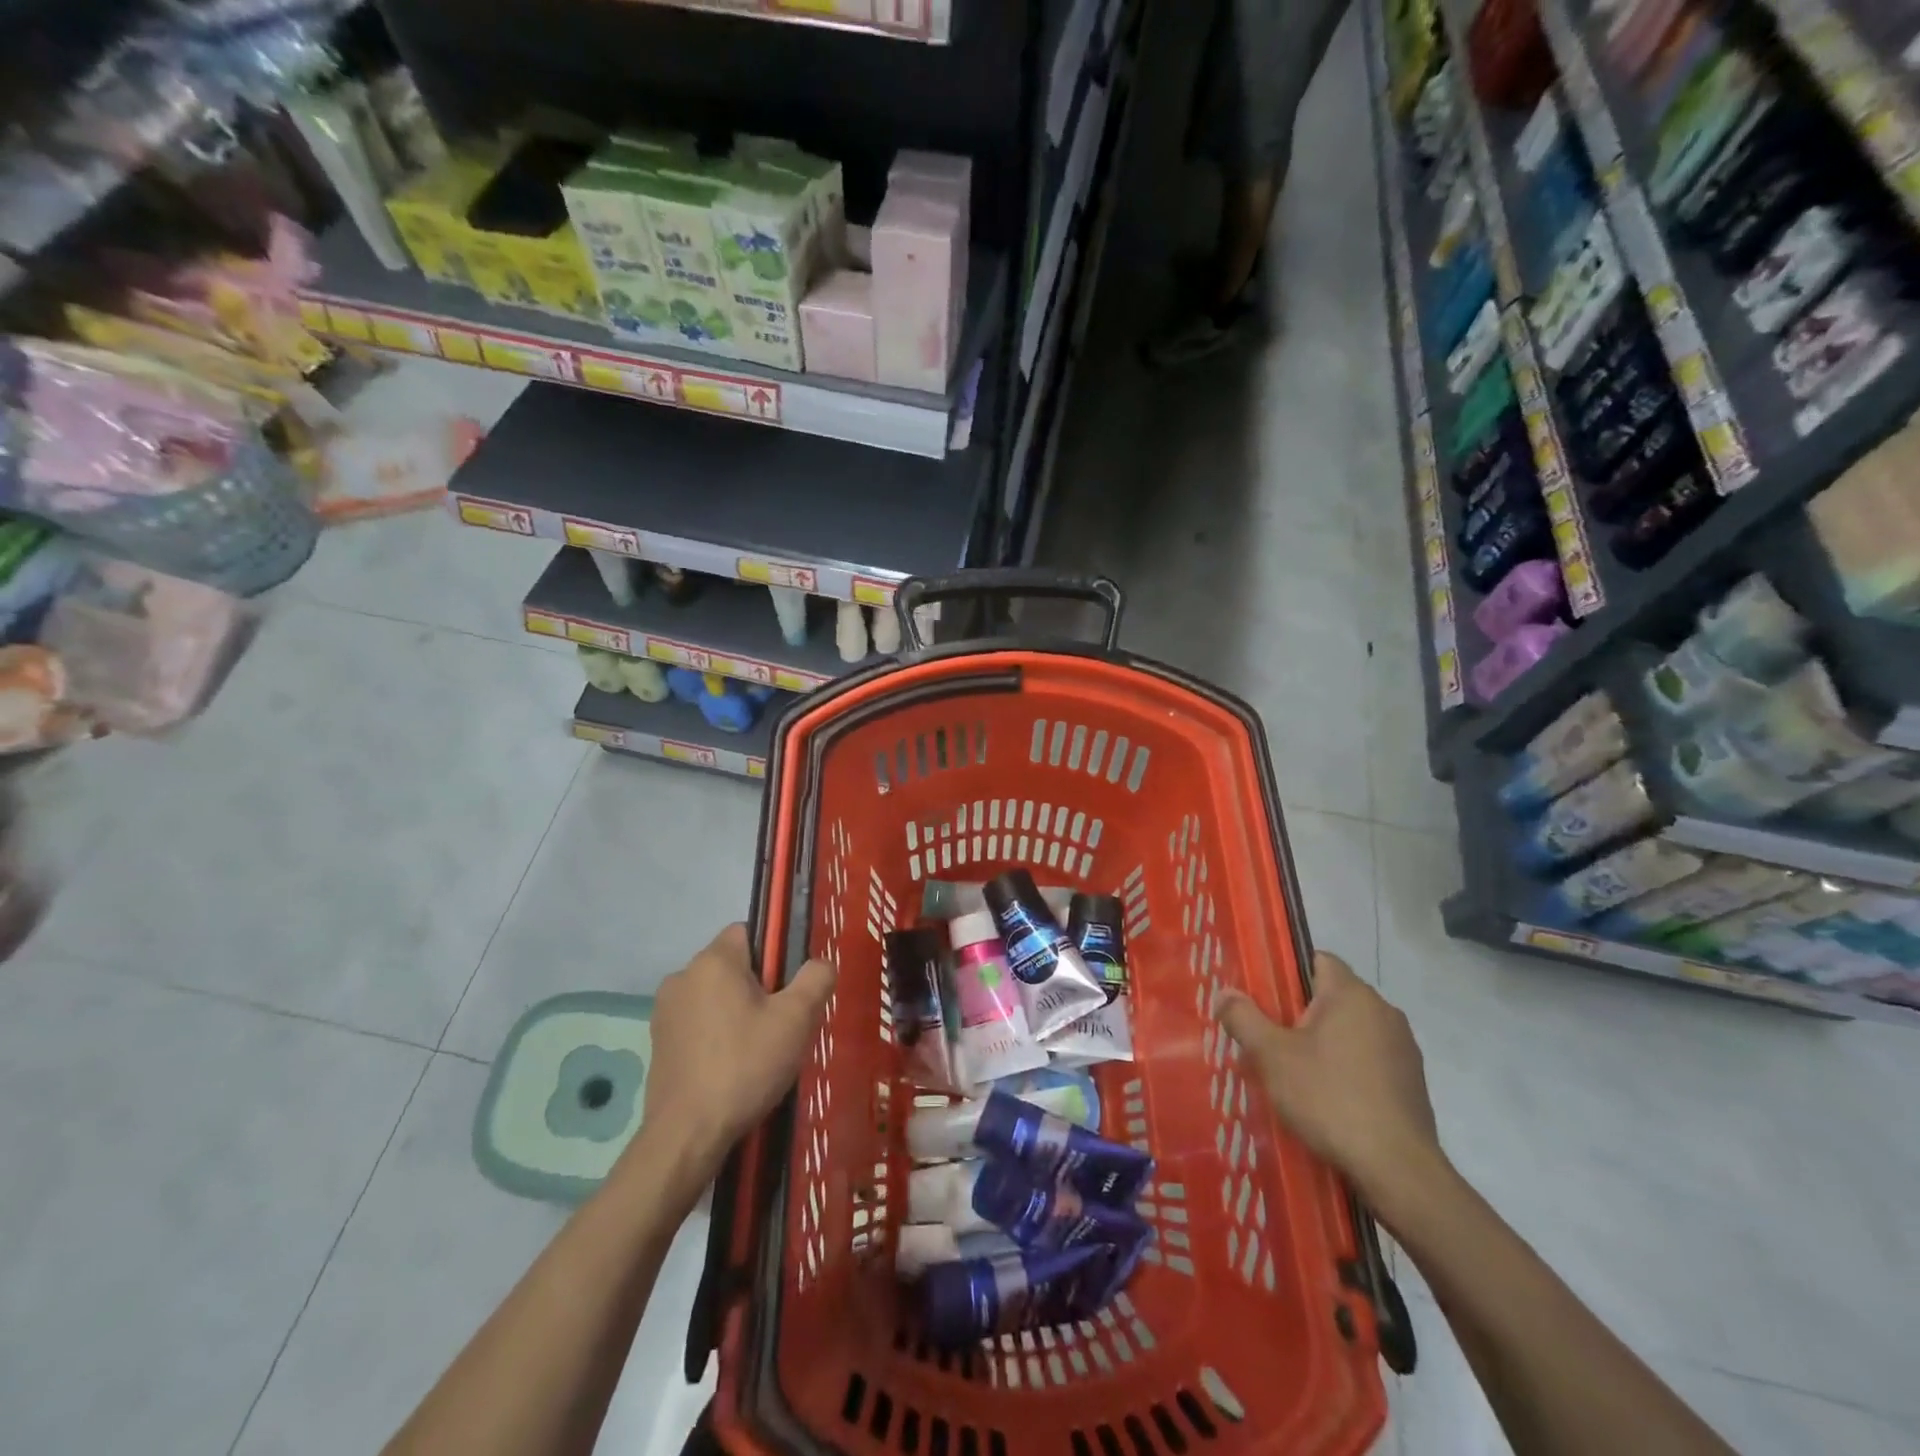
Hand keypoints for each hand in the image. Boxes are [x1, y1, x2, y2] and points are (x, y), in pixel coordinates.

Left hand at [634, 925, 836, 1190]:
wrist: (687, 1135)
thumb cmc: (745, 1066)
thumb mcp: (797, 1019)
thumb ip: (816, 979)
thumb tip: (820, 964)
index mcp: (713, 961)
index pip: (748, 932)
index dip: (774, 954)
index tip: (788, 988)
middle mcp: (682, 976)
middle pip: (733, 966)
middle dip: (759, 987)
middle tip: (781, 1024)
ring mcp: (665, 1011)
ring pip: (715, 996)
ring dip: (737, 1012)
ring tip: (759, 1051)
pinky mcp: (658, 1043)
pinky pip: (698, 1023)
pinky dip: (717, 1035)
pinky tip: (732, 1068)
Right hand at [1213, 952, 1439, 1202]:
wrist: (1398, 1170)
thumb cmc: (1329, 1098)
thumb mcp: (1272, 1056)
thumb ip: (1243, 1018)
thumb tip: (1224, 992)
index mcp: (1351, 994)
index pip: (1318, 959)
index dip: (1287, 972)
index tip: (1264, 998)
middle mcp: (1383, 1010)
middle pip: (1333, 996)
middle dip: (1301, 1013)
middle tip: (1270, 1039)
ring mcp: (1404, 1047)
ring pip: (1352, 1029)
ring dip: (1326, 1043)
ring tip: (1296, 1072)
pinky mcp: (1413, 1082)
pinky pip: (1370, 1059)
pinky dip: (1349, 1068)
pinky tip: (1330, 1098)